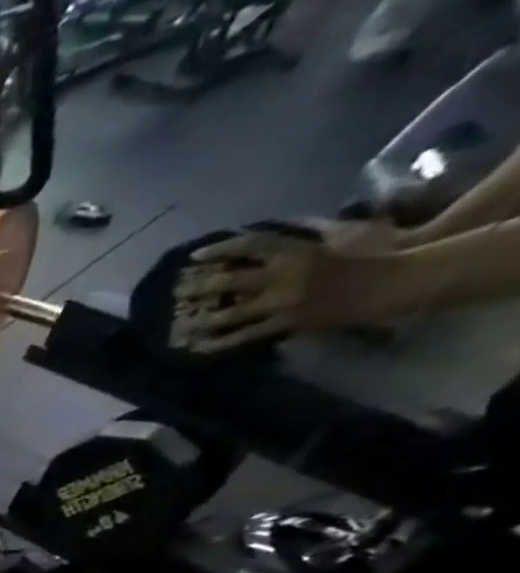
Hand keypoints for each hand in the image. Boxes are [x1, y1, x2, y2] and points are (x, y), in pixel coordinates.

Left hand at [170, 225, 394, 353]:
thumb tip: (280, 224)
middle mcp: (283, 276)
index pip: (248, 246)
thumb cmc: (375, 248)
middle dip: (200, 287)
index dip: (219, 249)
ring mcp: (283, 302)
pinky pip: (246, 336)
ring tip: (179, 325)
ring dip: (203, 319)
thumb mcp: (338, 231)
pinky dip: (221, 342)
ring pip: (231, 313)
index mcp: (296, 250)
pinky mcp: (287, 324)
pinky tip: (199, 348)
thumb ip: (306, 228)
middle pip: (229, 281)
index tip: (194, 256)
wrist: (395, 280)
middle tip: (176, 292)